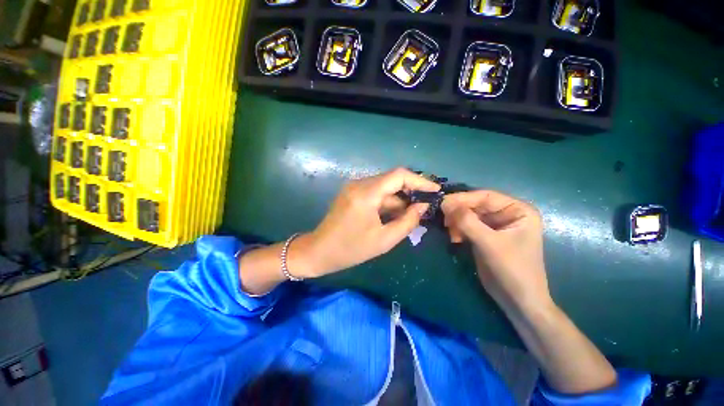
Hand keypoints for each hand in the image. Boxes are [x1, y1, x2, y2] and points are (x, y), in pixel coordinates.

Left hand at [297, 168, 439, 277]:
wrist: (319, 251)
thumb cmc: (351, 249)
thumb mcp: (384, 240)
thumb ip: (407, 222)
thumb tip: (422, 206)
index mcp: (366, 193)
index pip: (398, 175)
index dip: (419, 181)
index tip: (435, 190)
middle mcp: (359, 183)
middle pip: (392, 179)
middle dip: (411, 190)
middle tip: (426, 205)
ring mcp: (354, 187)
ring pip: (384, 186)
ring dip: (399, 198)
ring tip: (412, 214)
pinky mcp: (352, 192)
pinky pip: (375, 191)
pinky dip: (388, 201)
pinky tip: (395, 214)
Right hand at [441, 190, 550, 313]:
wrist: (518, 301)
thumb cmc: (512, 270)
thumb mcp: (490, 244)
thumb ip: (467, 222)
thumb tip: (445, 203)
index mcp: (517, 210)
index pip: (485, 196)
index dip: (463, 198)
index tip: (442, 203)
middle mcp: (506, 214)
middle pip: (475, 205)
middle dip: (459, 212)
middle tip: (444, 219)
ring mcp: (494, 225)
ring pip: (468, 215)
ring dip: (457, 222)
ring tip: (451, 233)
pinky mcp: (484, 235)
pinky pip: (466, 225)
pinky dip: (458, 230)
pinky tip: (455, 239)